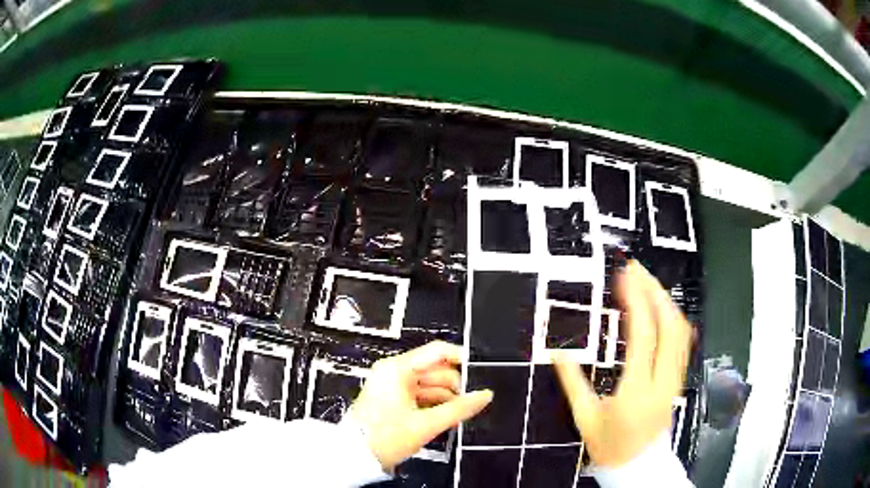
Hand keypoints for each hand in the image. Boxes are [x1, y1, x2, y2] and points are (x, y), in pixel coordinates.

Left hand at [349, 341, 493, 470]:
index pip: (437, 352)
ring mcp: (392, 385)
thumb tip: (486, 395)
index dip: (461, 359)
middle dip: (453, 388)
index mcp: (398, 369)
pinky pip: (420, 395)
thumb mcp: (426, 424)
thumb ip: (460, 408)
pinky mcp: (392, 398)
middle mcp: (394, 371)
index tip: (481, 374)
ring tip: (455, 418)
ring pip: (429, 384)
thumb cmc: (387, 437)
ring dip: (445, 399)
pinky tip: (443, 419)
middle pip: (435, 370)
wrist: (355, 456)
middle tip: (467, 408)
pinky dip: (433, 405)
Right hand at [554, 261, 691, 467]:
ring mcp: (675, 379)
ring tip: (648, 283)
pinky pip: (683, 343)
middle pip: (669, 326)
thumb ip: (572, 382)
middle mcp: (662, 379)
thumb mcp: (585, 417)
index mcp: (637, 389)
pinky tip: (663, 308)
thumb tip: (557, 351)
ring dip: (665, 302)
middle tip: (637, 270)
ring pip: (680, 332)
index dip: (636, 301)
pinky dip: (674, 318)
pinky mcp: (678, 379)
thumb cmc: (608, 444)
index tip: (624, 276)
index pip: (644, 335)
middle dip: (654, 292)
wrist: (637, 465)